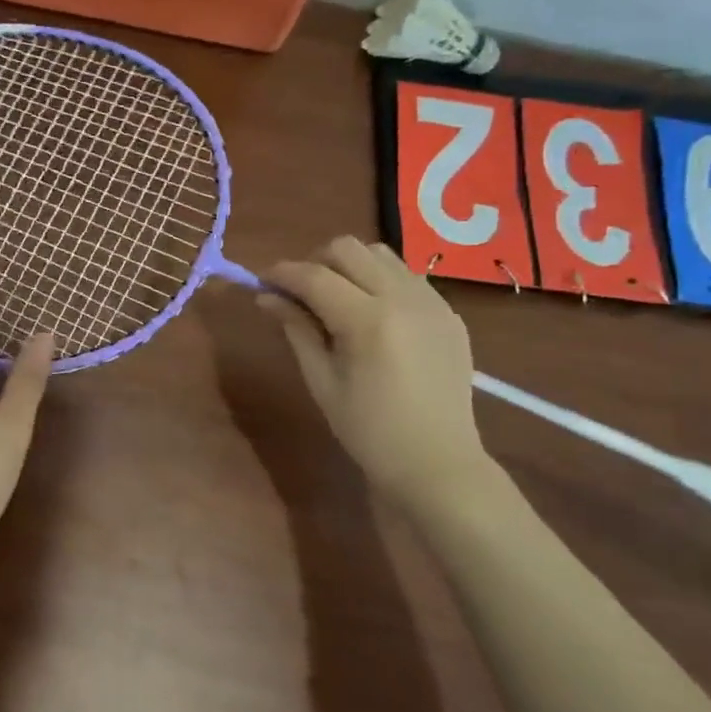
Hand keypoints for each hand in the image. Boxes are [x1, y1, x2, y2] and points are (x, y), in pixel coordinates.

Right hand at [261, 237, 489, 514]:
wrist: (437, 462)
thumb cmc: (368, 430)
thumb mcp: (321, 381)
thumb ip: (296, 330)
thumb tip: (266, 297)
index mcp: (368, 321)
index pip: (314, 276)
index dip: (282, 273)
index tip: (262, 282)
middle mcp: (403, 298)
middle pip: (348, 249)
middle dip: (315, 262)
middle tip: (299, 293)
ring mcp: (432, 302)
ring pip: (380, 254)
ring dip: (349, 266)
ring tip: (336, 298)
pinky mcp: (449, 312)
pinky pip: (406, 275)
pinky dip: (379, 280)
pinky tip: (371, 313)